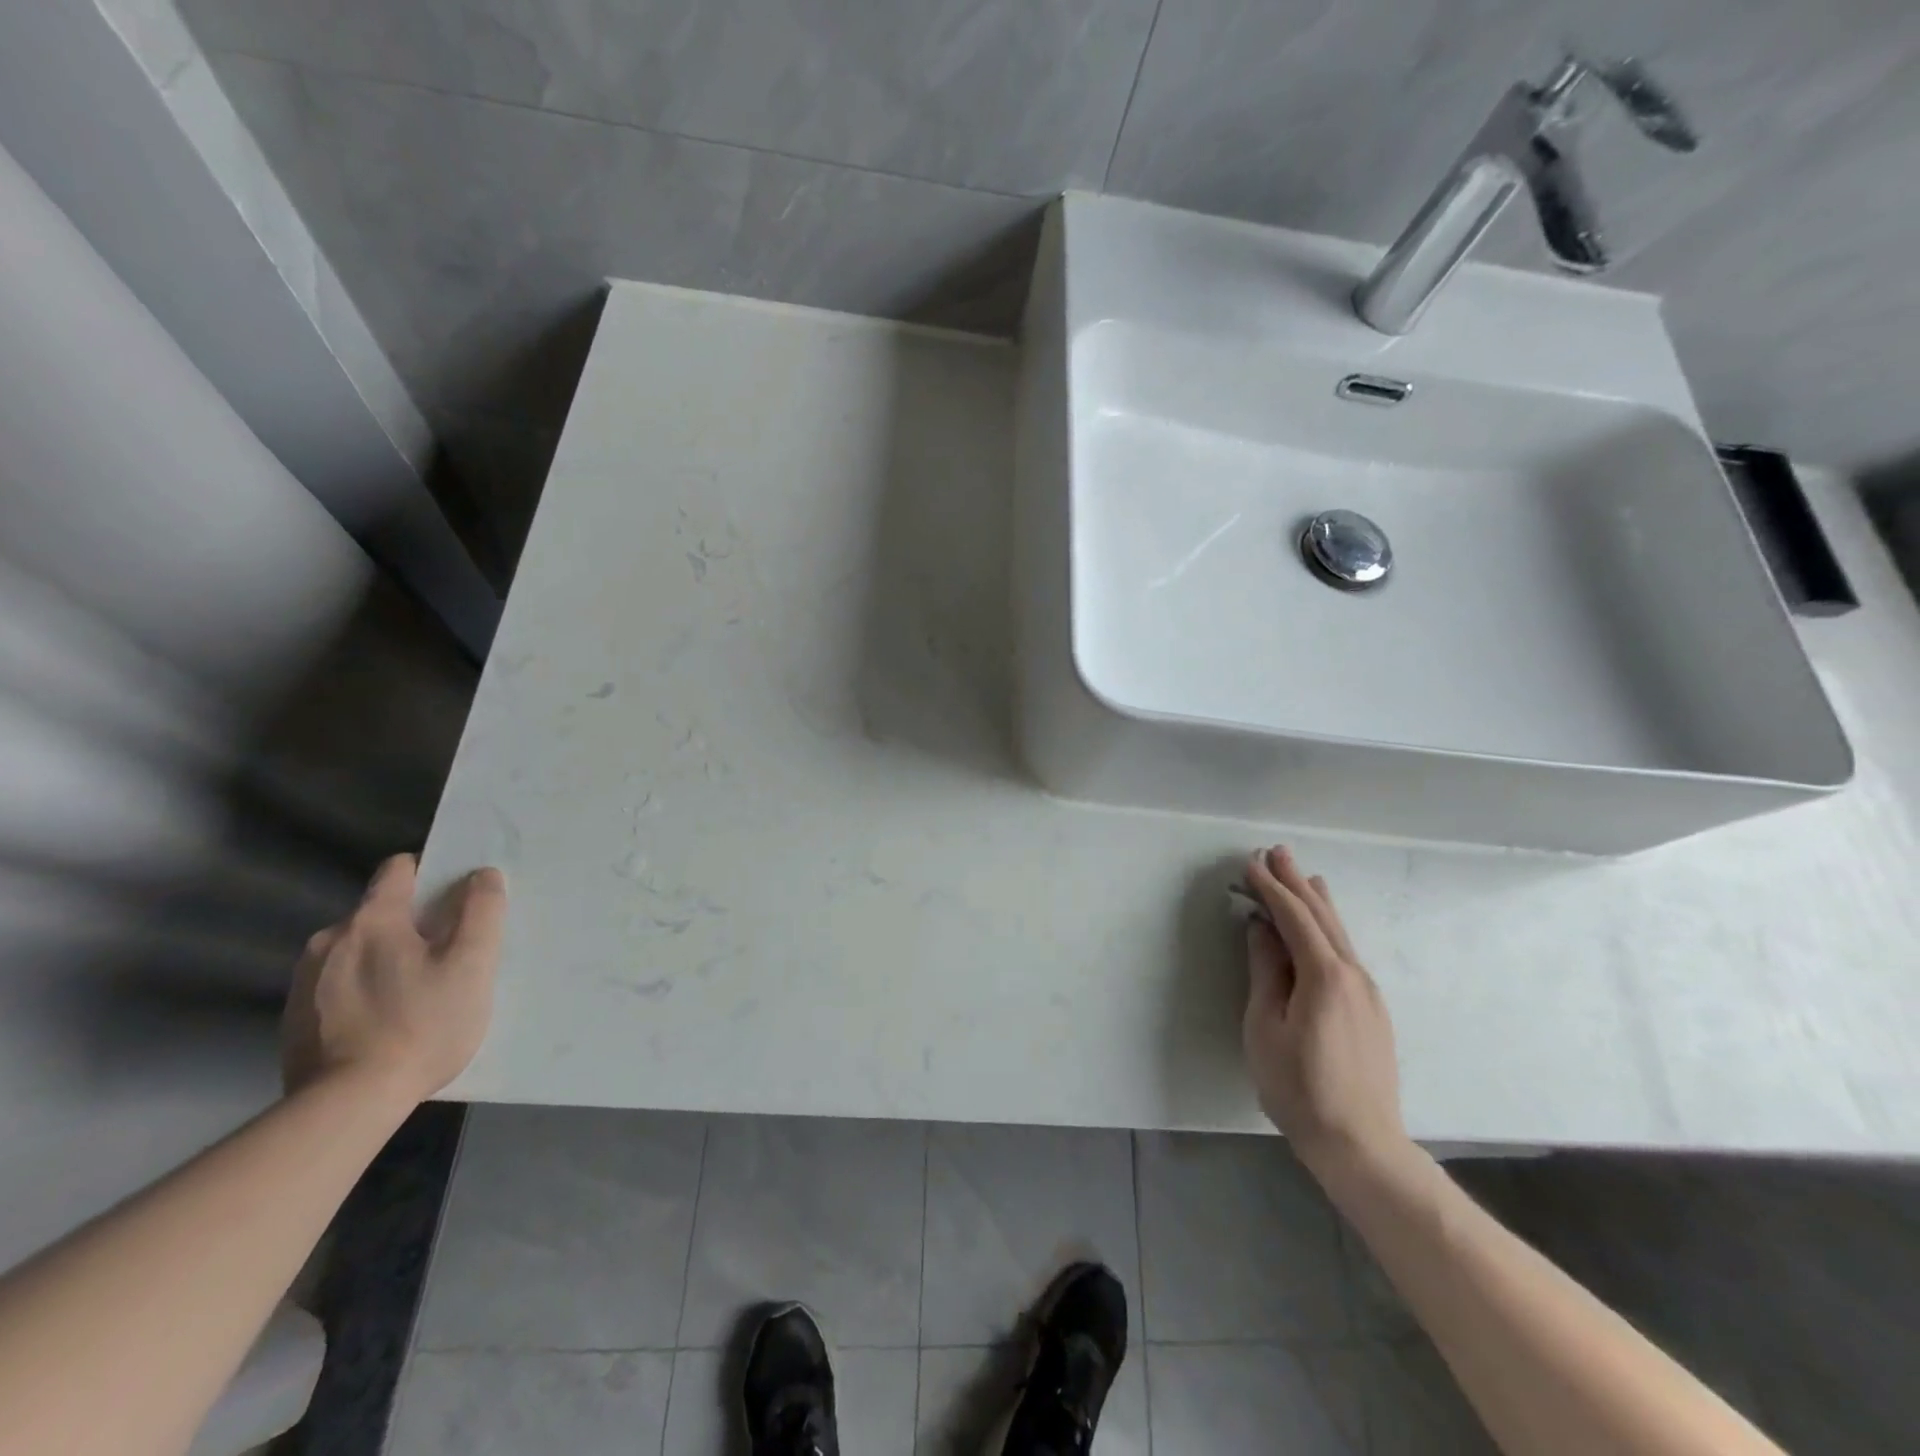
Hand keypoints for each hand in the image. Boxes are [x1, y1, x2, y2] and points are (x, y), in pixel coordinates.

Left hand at [281, 854, 506, 1105]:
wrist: (346, 1105)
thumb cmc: (421, 1025)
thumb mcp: (472, 965)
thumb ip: (482, 911)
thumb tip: (482, 875)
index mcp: (373, 920)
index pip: (399, 869)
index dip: (432, 874)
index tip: (457, 899)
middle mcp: (330, 939)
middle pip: (380, 912)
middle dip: (413, 925)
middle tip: (446, 958)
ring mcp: (304, 980)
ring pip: (358, 950)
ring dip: (385, 959)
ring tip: (415, 995)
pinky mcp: (293, 1018)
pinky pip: (338, 985)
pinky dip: (363, 990)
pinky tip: (383, 1022)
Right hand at [1243, 846, 1409, 1180]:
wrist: (1361, 1144)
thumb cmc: (1299, 1087)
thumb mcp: (1266, 1026)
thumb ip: (1265, 971)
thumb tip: (1261, 928)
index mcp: (1324, 976)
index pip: (1294, 917)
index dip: (1270, 888)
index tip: (1249, 864)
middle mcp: (1353, 974)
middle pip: (1322, 916)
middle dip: (1296, 882)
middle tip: (1276, 852)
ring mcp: (1368, 992)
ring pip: (1339, 932)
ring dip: (1317, 900)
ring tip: (1303, 874)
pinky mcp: (1372, 1009)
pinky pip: (1346, 951)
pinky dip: (1329, 926)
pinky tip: (1324, 924)